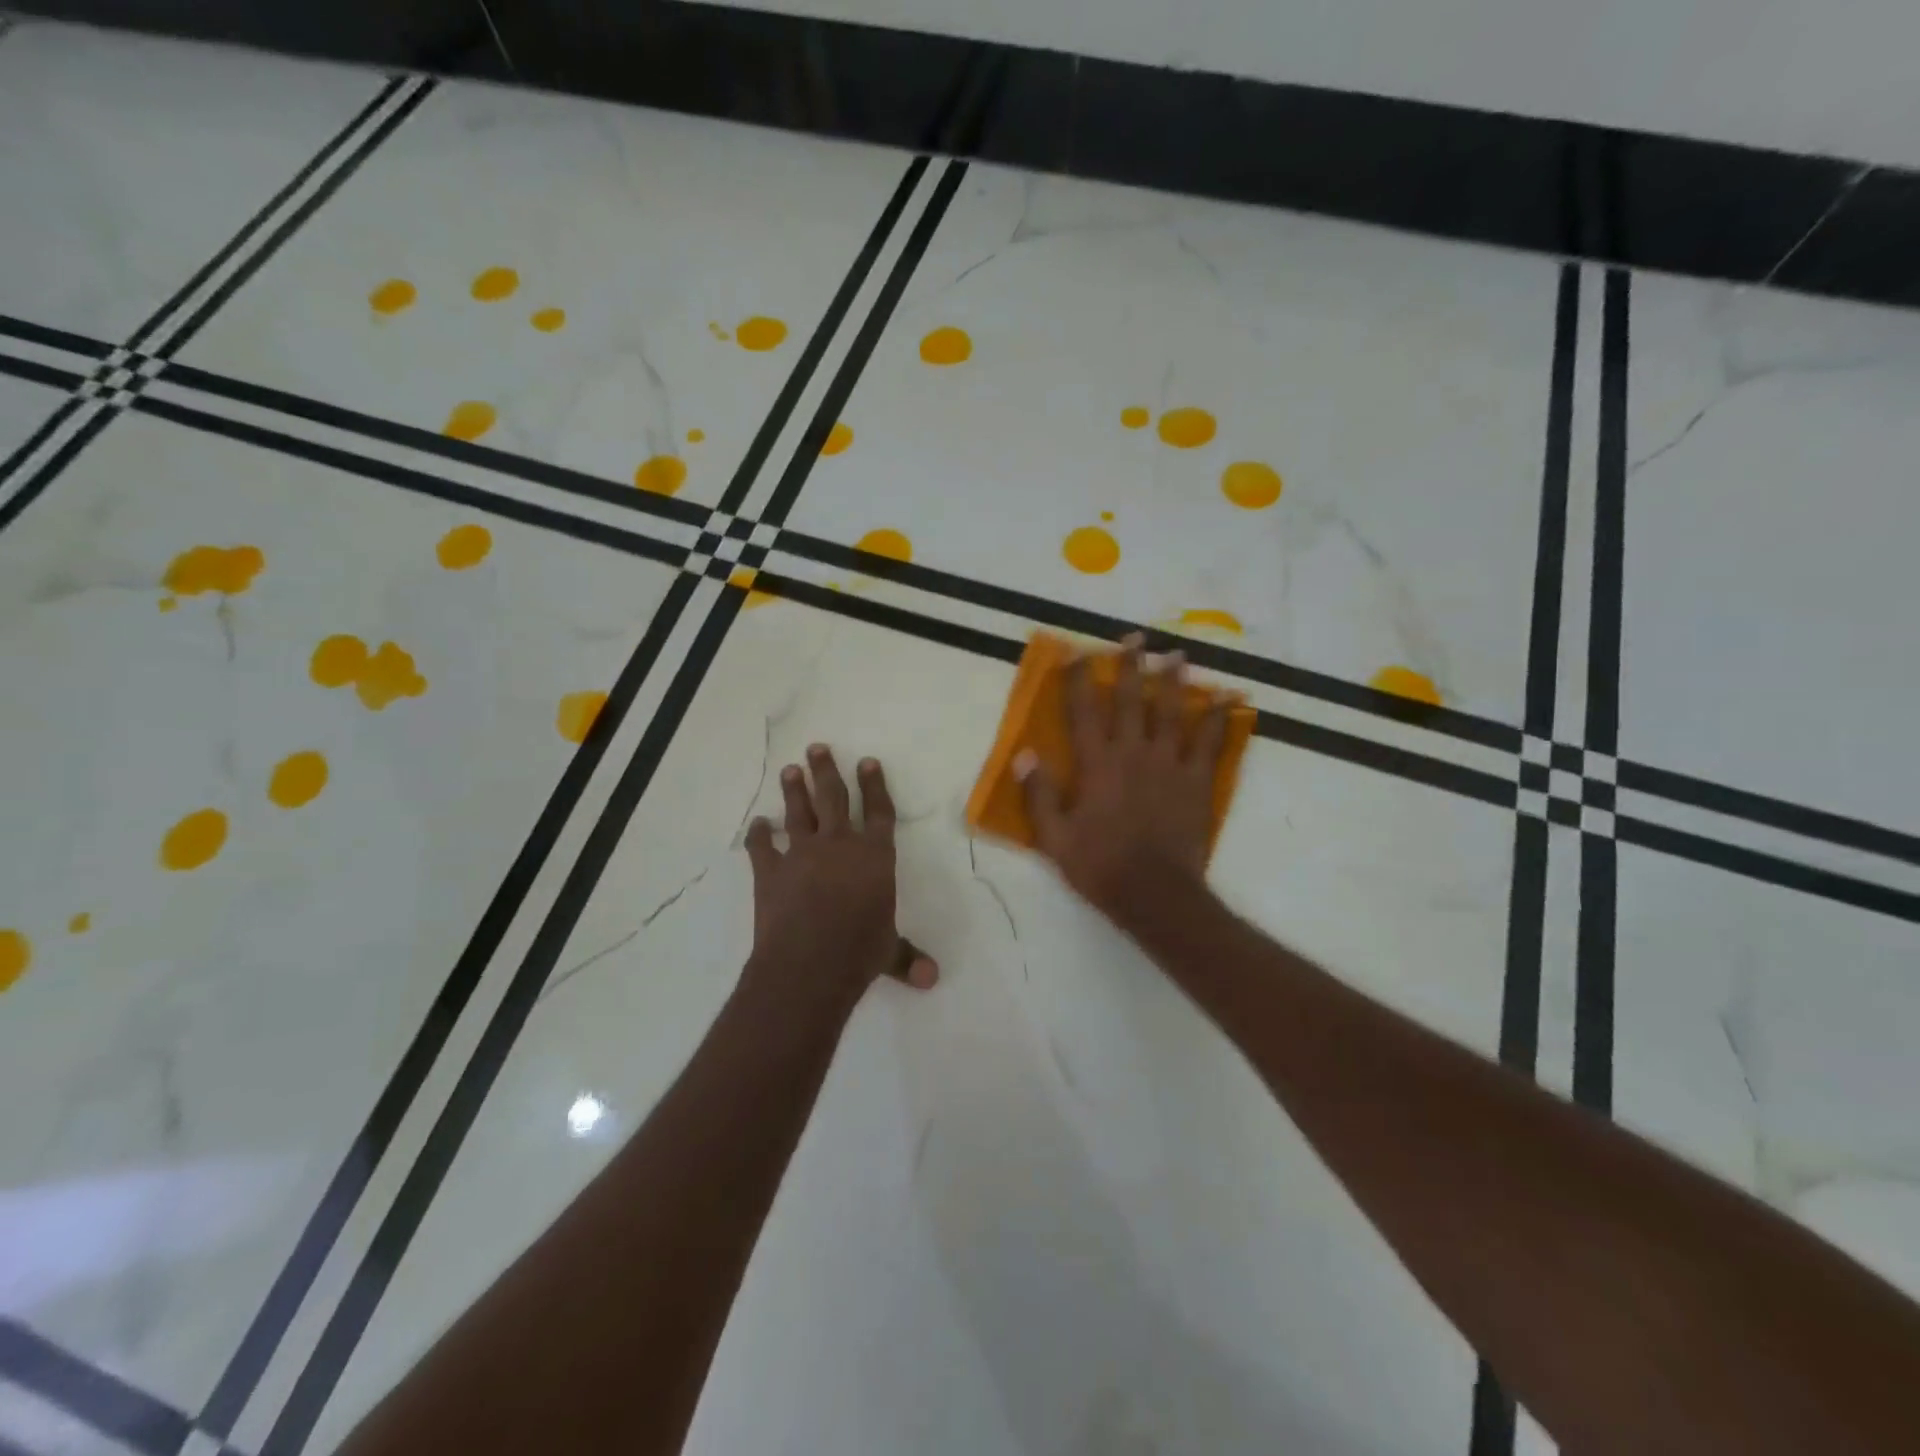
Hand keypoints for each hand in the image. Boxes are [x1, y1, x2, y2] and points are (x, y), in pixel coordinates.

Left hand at [741, 745, 937, 1011]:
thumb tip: (932, 979)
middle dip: (826, 771)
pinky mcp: (769, 872)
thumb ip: (907, 957)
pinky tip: (757, 824)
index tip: (867, 761)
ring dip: (794, 790)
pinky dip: (758, 835)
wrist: (809, 963)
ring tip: (791, 770)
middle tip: (817, 748)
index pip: (878, 812)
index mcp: (874, 856)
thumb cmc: (859, 951)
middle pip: (833, 798)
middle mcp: (839, 845)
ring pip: (798, 812)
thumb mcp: (888, 952)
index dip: (874, 786)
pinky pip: (761, 846)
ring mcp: (801, 854)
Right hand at [1016, 636, 1230, 924]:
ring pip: (1172, 712)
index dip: (1079, 679)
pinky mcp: (1197, 781)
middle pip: (1132, 700)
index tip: (1076, 652)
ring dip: (1175, 681)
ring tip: (1178, 654)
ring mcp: (1169, 764)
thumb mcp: (1054, 837)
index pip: (1084, 711)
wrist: (1155, 893)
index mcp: (1096, 764)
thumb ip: (1039, 794)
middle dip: (1131, 666)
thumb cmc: (1100, 865)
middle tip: (1134, 637)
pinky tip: (1231, 699)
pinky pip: (1211, 743)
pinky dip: (1221, 719)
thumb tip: (1023, 754)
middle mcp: (1132, 753)